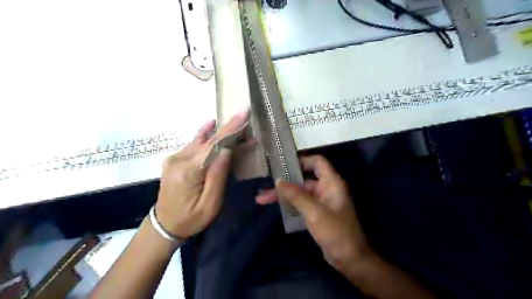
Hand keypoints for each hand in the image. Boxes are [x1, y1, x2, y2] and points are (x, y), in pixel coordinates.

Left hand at [155, 109, 250, 239]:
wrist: (164, 225)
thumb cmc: (190, 219)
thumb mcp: (210, 205)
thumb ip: (218, 176)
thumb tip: (226, 150)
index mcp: (188, 171)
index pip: (213, 144)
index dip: (230, 128)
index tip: (243, 112)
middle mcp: (179, 160)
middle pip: (209, 140)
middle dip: (229, 129)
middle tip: (246, 119)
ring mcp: (175, 159)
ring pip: (202, 141)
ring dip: (221, 133)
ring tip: (237, 127)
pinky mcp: (175, 160)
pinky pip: (194, 145)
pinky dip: (205, 135)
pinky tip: (211, 124)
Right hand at [258, 157, 372, 274]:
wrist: (350, 259)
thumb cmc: (335, 231)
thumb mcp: (314, 212)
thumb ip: (296, 195)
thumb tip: (278, 181)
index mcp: (331, 182)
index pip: (317, 162)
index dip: (301, 160)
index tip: (283, 165)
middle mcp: (326, 188)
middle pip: (303, 178)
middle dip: (285, 182)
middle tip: (265, 185)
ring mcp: (321, 201)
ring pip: (299, 192)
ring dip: (283, 195)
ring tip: (262, 199)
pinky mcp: (317, 213)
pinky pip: (301, 203)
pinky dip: (289, 204)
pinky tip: (275, 207)